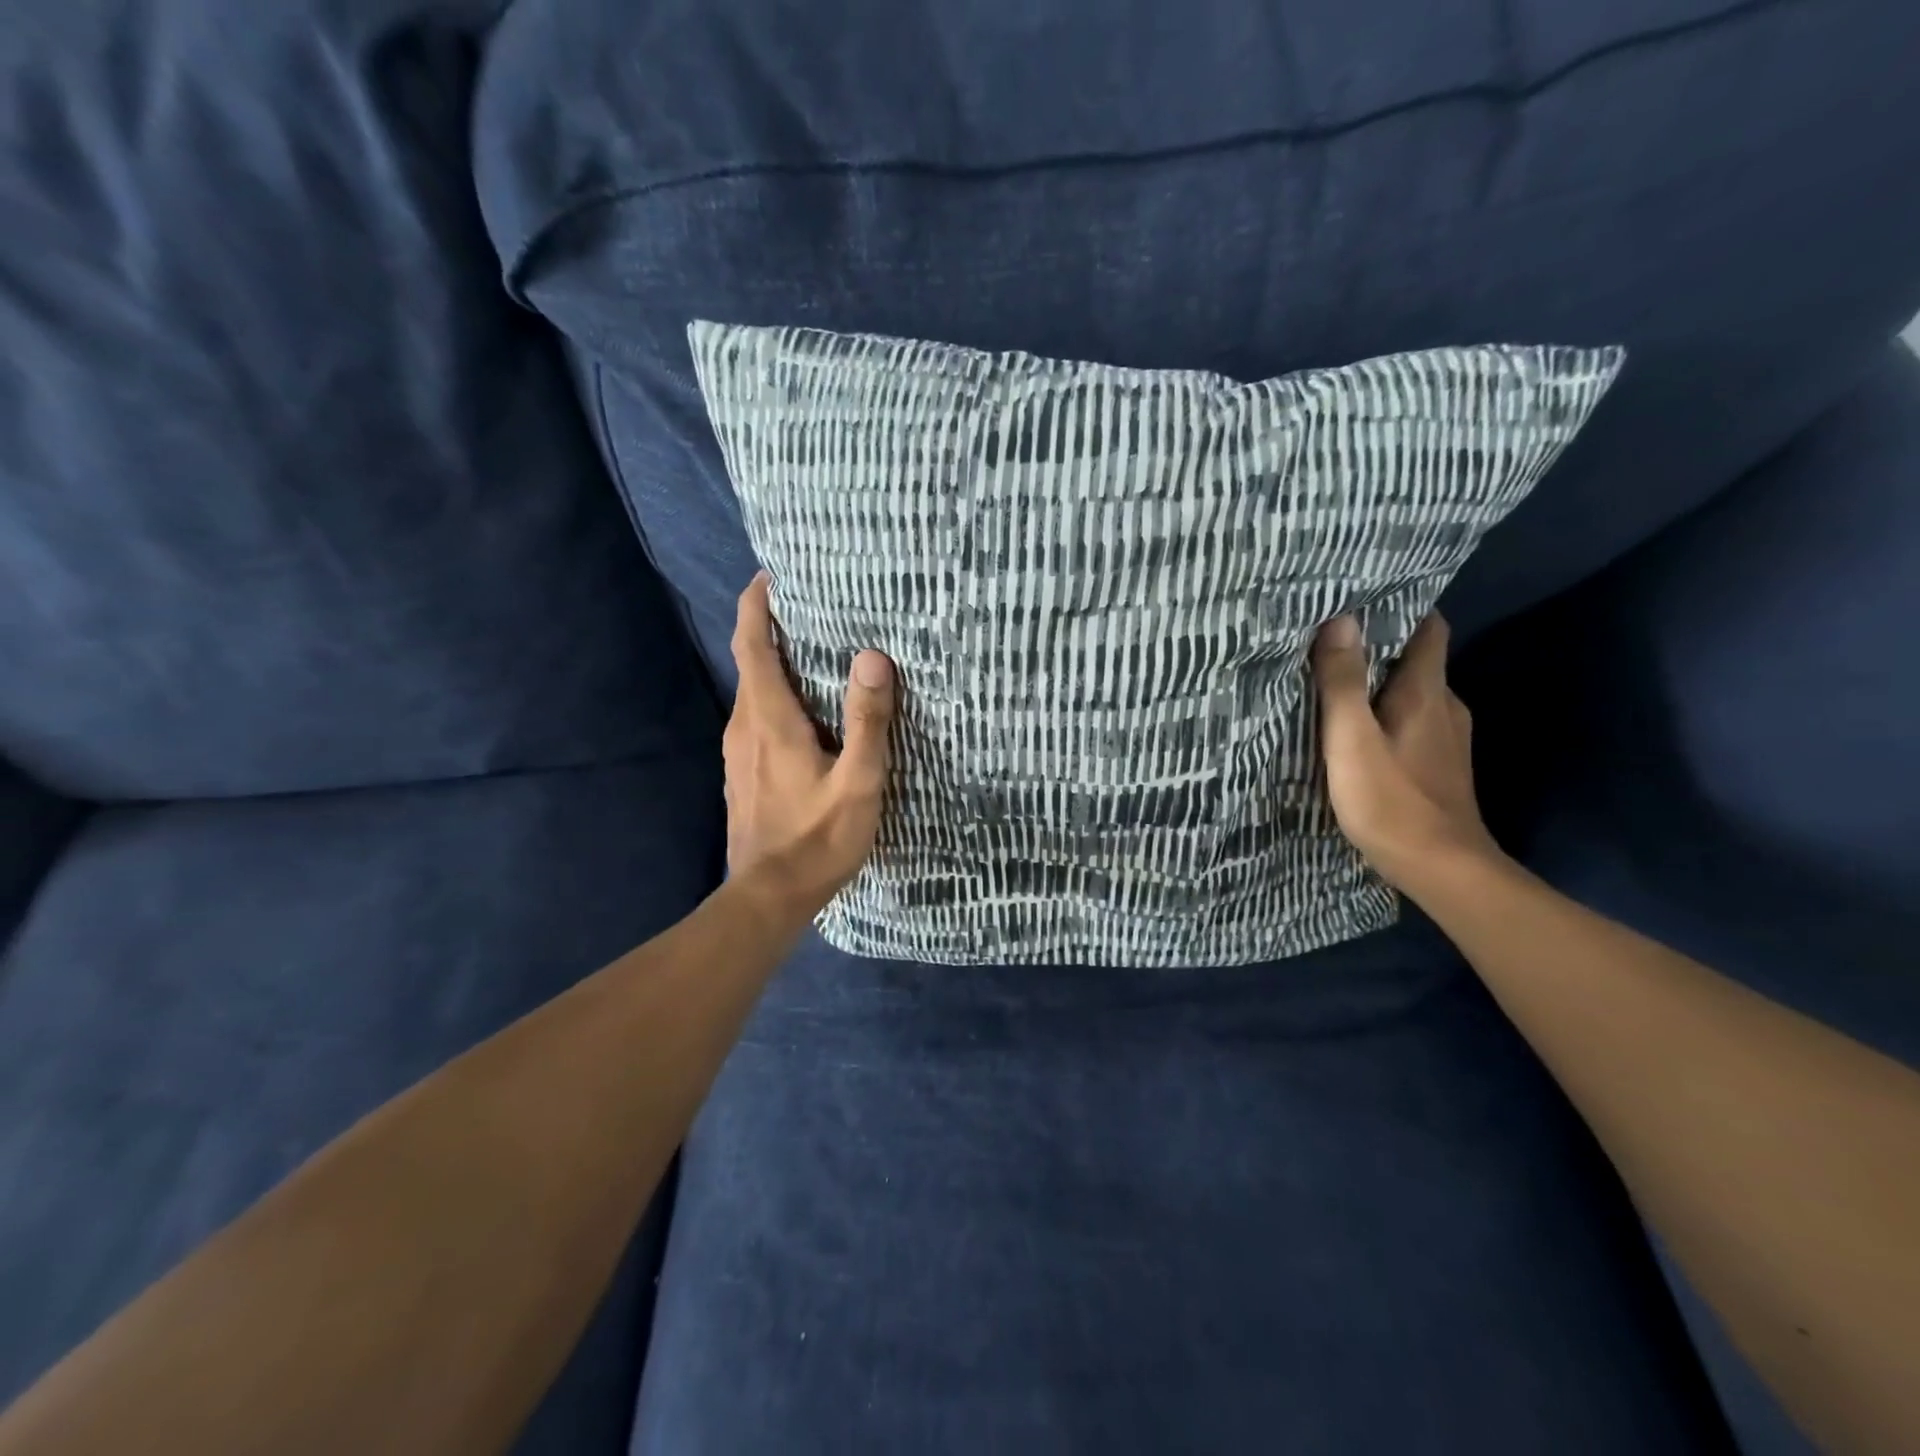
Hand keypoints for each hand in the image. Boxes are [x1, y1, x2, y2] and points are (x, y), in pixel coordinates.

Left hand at [722, 571, 896, 926]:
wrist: (769, 898)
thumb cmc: (817, 840)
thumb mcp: (858, 783)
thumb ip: (867, 721)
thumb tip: (872, 656)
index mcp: (769, 719)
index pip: (751, 645)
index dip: (755, 606)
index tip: (770, 576)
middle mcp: (744, 727)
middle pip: (750, 663)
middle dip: (771, 629)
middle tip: (810, 607)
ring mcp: (738, 753)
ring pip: (753, 694)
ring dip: (775, 665)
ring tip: (814, 653)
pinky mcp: (743, 775)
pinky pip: (756, 720)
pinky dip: (775, 699)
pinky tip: (805, 713)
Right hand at [1311, 612, 1503, 897]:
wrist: (1443, 870)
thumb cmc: (1392, 801)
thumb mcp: (1352, 740)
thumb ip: (1343, 682)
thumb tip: (1340, 618)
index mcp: (1425, 692)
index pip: (1428, 628)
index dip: (1400, 608)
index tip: (1361, 598)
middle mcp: (1444, 706)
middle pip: (1417, 660)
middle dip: (1380, 645)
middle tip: (1330, 639)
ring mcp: (1447, 739)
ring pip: (1413, 693)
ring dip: (1380, 683)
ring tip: (1336, 681)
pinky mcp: (1439, 766)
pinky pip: (1411, 721)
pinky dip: (1386, 714)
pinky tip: (1358, 730)